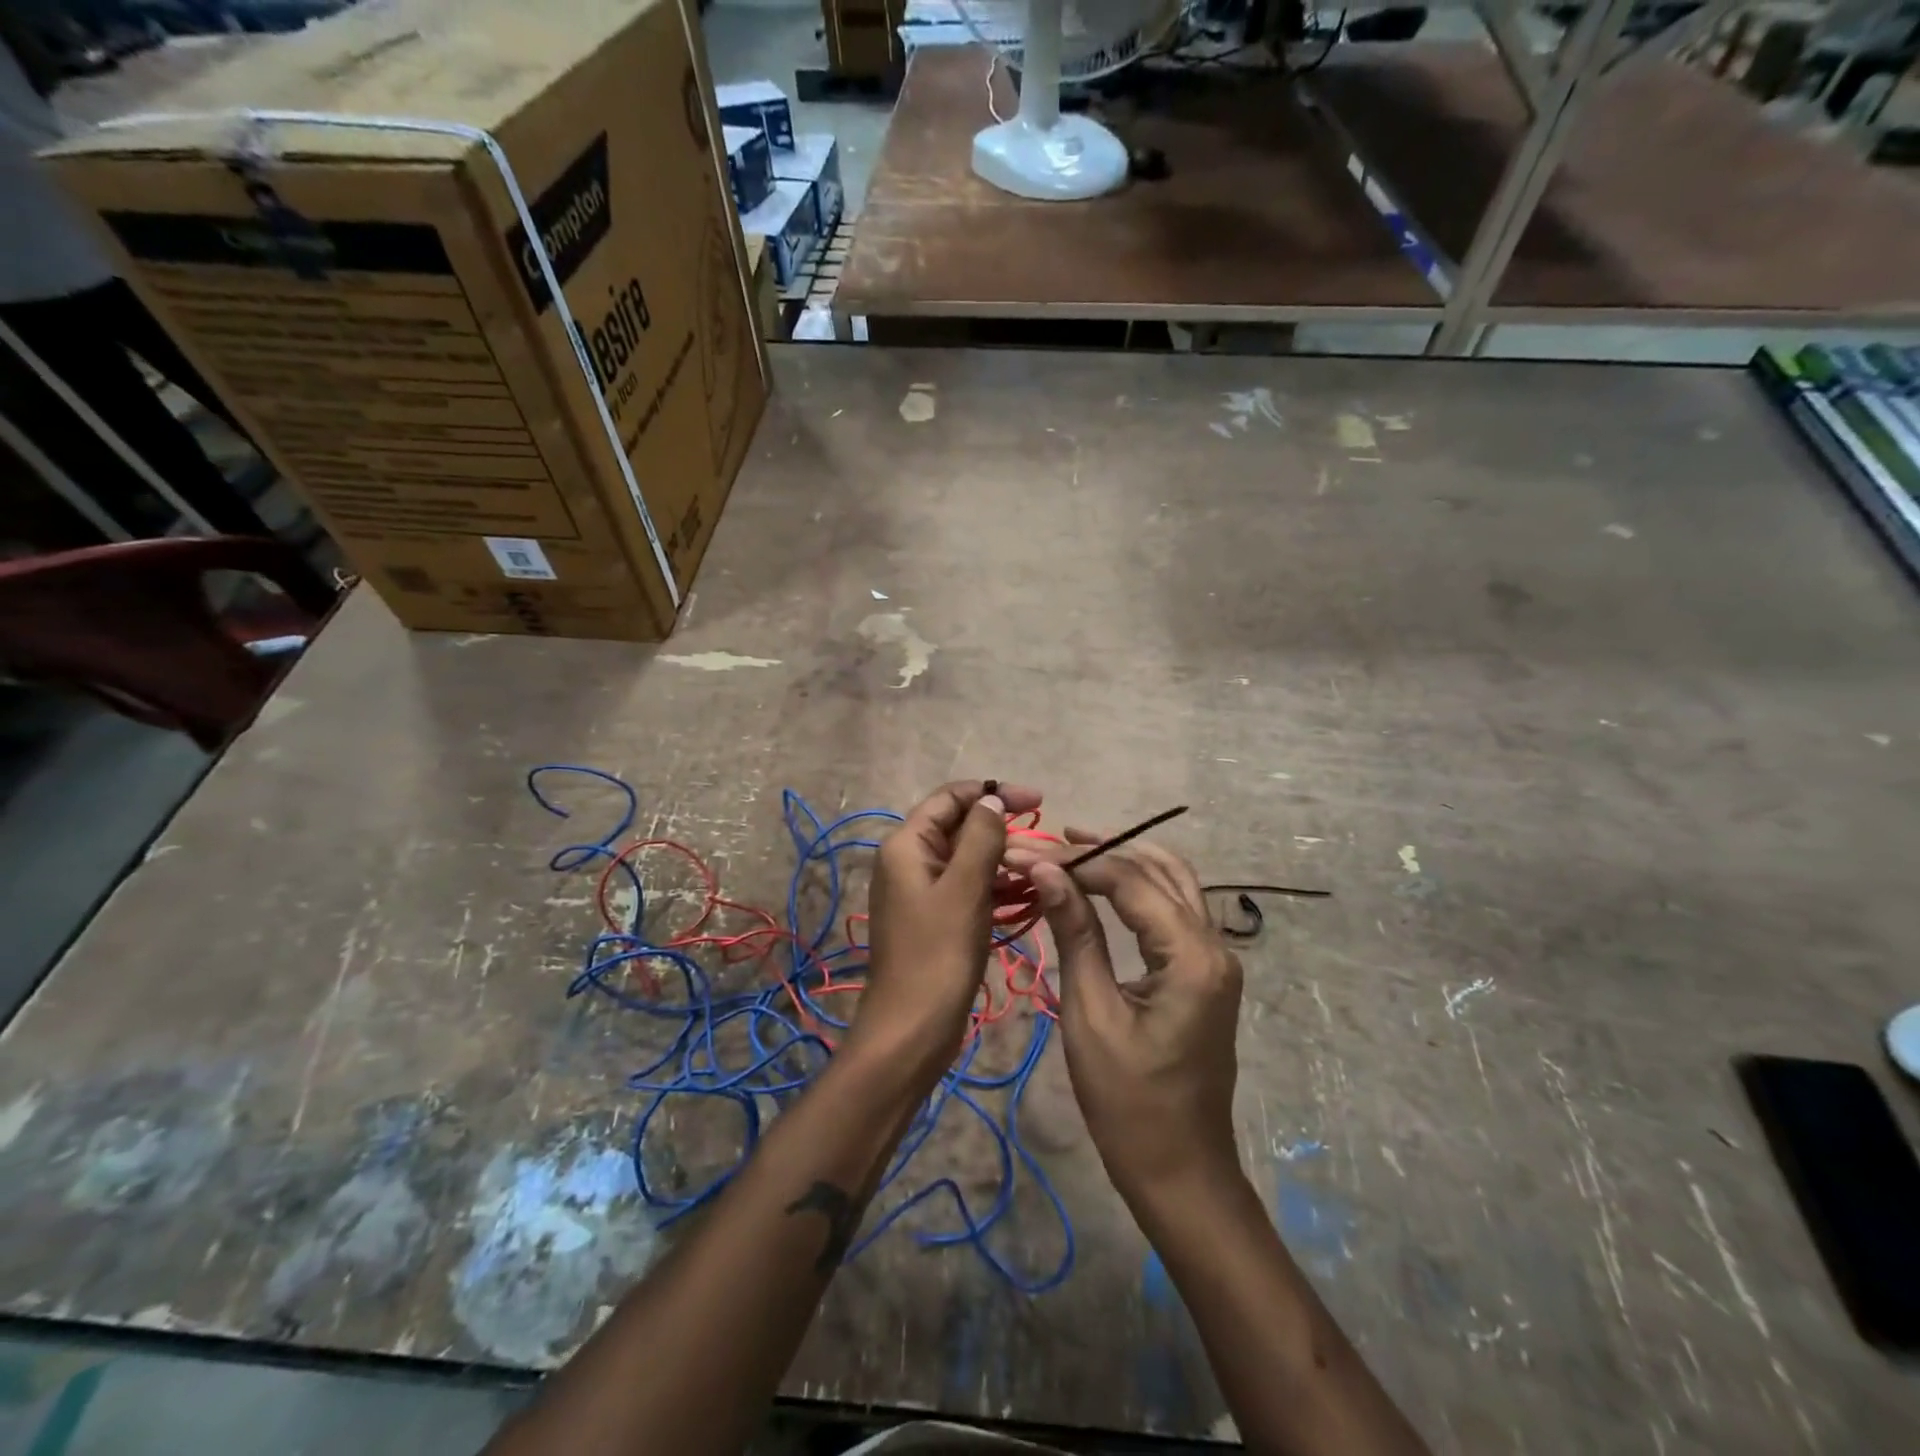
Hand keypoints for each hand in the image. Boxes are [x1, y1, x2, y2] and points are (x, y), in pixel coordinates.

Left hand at [855, 780, 1040, 1082]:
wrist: (911, 1031)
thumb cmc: (937, 955)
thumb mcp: (964, 889)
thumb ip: (981, 839)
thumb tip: (993, 802)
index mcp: (907, 845)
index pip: (951, 798)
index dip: (994, 794)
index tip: (1039, 801)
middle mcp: (910, 861)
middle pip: (960, 827)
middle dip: (1003, 830)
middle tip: (1046, 844)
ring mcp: (921, 892)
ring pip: (967, 860)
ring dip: (1004, 860)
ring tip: (1044, 870)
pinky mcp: (935, 919)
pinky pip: (968, 889)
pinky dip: (996, 887)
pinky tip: (1028, 895)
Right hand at [1009, 830, 1241, 1199]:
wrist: (1181, 1172)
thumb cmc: (1128, 1104)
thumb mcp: (1091, 1013)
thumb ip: (1075, 933)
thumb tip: (1045, 870)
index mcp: (1192, 957)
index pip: (1130, 881)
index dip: (1076, 860)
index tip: (1026, 852)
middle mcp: (1214, 946)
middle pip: (1159, 870)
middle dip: (1103, 851)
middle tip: (1049, 843)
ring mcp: (1216, 959)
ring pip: (1174, 883)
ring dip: (1126, 861)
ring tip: (1074, 849)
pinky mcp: (1206, 973)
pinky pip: (1176, 911)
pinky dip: (1140, 889)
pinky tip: (1105, 887)